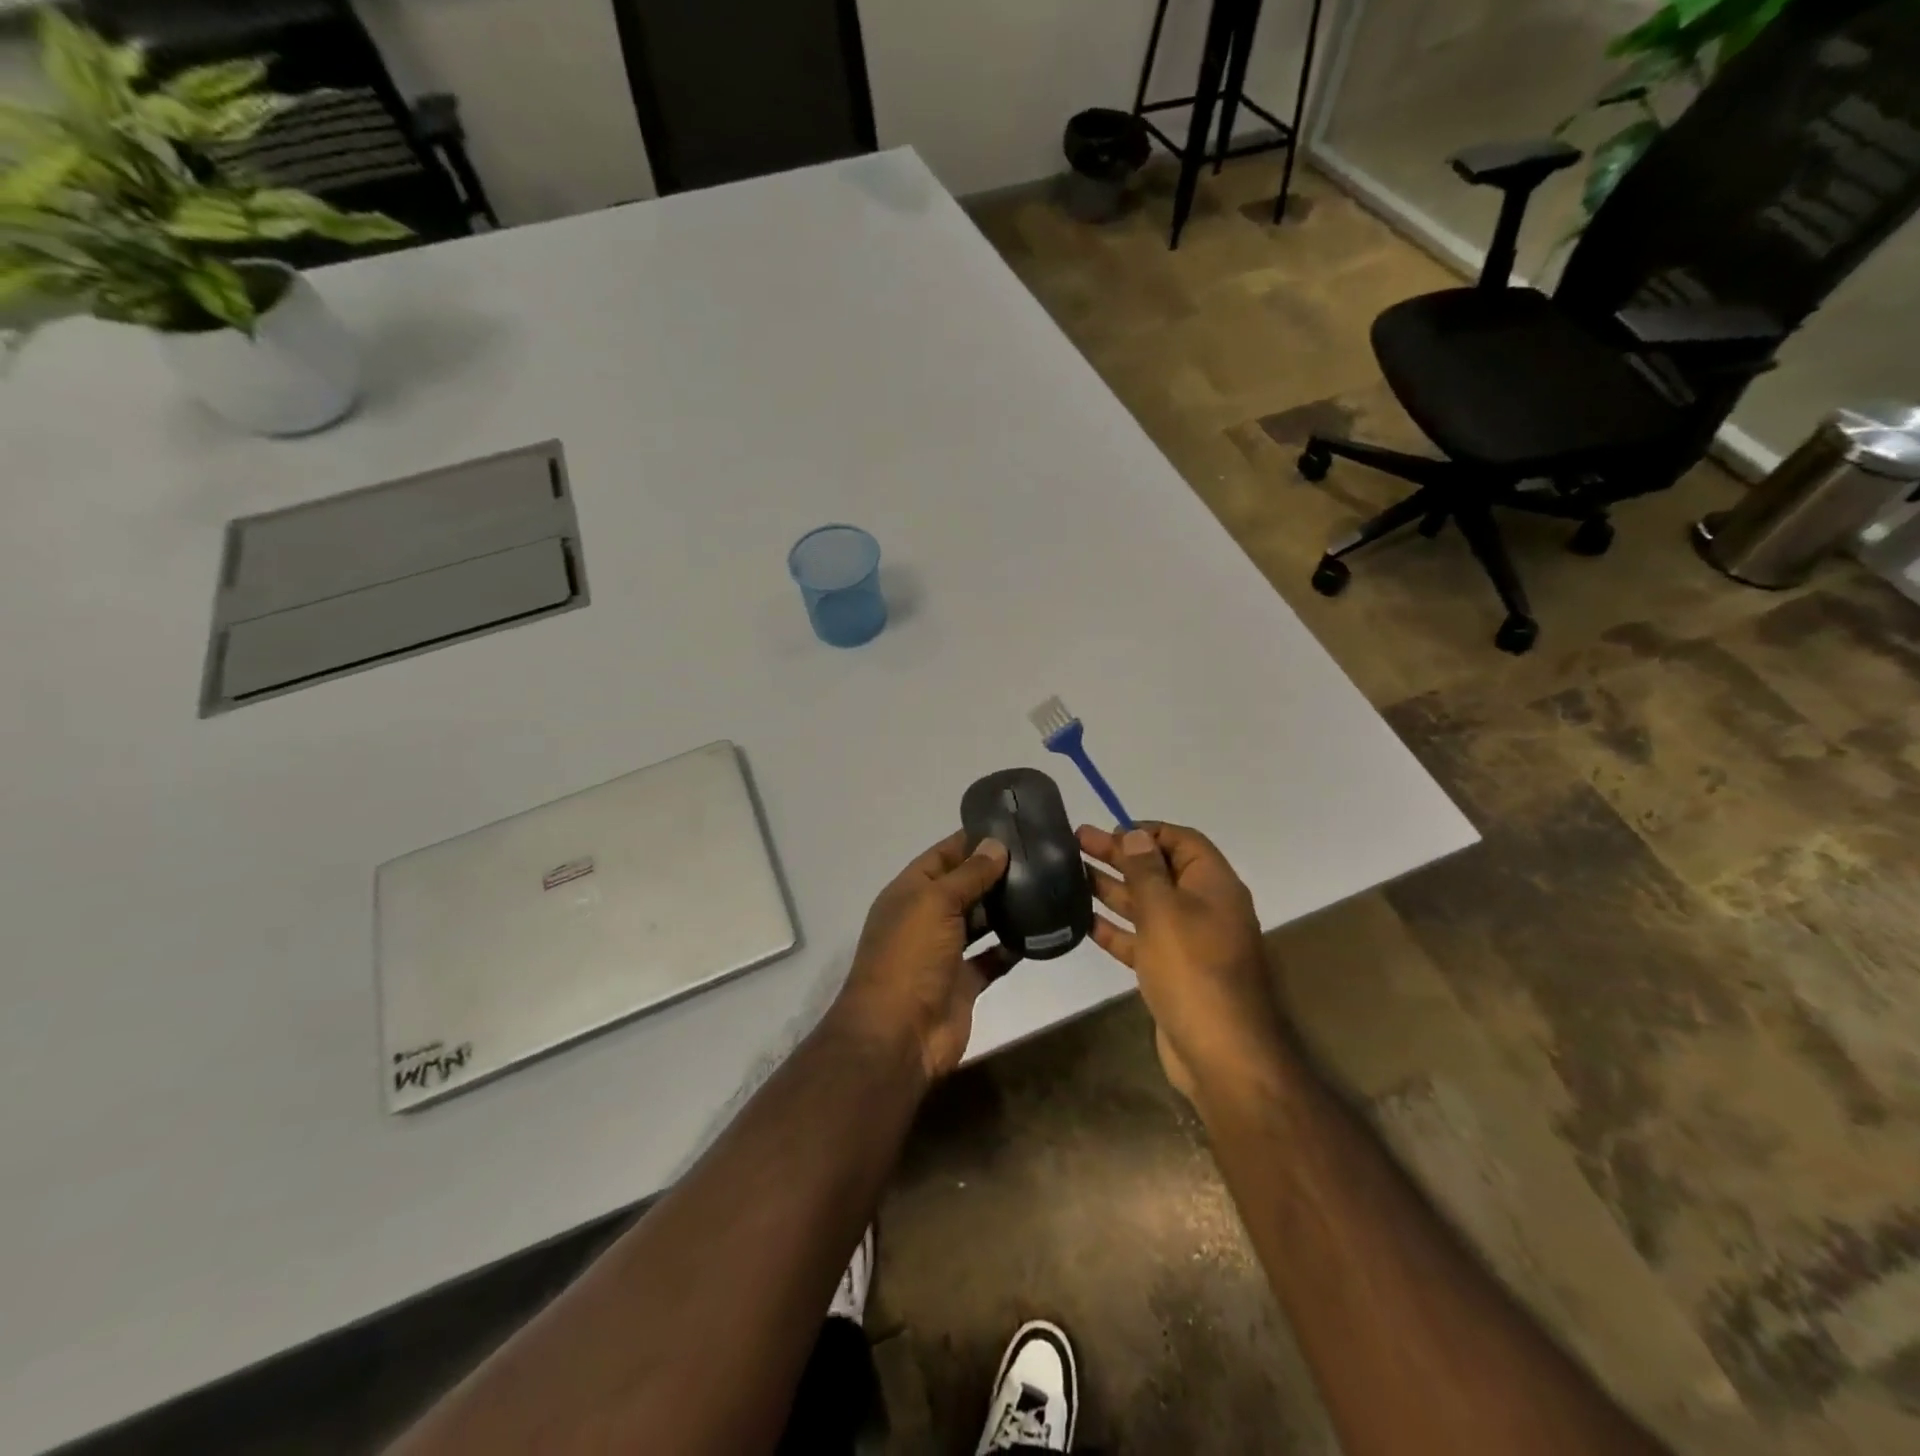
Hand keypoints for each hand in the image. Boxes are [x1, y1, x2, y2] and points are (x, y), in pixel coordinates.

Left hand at [828, 832, 1016, 1083]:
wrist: (898, 1035)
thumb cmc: (910, 957)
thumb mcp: (935, 903)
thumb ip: (968, 874)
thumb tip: (996, 845)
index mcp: (909, 893)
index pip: (943, 855)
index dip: (972, 840)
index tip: (1011, 826)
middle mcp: (925, 918)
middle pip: (964, 886)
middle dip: (995, 872)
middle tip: (1040, 855)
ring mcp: (945, 952)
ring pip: (980, 921)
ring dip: (1005, 907)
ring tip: (1045, 885)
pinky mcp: (964, 982)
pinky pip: (992, 958)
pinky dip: (1012, 946)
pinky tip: (1040, 930)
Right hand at [1078, 822, 1288, 1101]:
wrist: (1222, 1053)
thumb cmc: (1193, 970)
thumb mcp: (1164, 911)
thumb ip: (1145, 870)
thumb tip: (1134, 833)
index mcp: (1213, 885)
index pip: (1181, 840)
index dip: (1145, 831)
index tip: (1108, 831)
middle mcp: (1204, 908)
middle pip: (1159, 870)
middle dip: (1119, 855)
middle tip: (1076, 841)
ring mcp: (1189, 942)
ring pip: (1146, 905)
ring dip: (1112, 888)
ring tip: (1070, 873)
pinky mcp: (1173, 972)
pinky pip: (1141, 940)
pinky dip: (1115, 929)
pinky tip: (1083, 921)